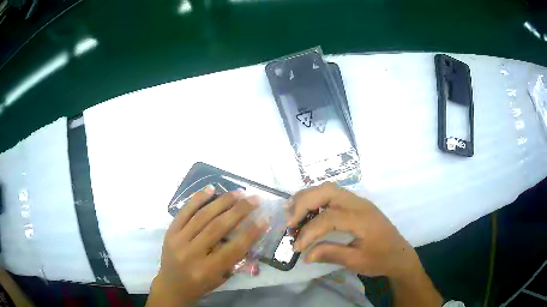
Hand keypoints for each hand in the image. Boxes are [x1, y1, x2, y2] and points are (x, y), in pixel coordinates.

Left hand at [147, 186, 266, 306]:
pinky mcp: (169, 232)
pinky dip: (198, 198)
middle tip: (254, 198)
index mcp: (207, 270)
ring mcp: (178, 240)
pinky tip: (211, 188)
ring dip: (222, 201)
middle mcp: (191, 253)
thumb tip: (249, 233)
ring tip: (239, 192)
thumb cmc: (200, 285)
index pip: (233, 248)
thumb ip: (234, 258)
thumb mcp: (221, 278)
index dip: (251, 232)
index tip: (265, 218)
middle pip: (217, 227)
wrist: (171, 286)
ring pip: (202, 216)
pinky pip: (184, 211)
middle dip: (239, 210)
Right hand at [288, 182, 442, 305]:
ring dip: (309, 198)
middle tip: (289, 221)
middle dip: (304, 203)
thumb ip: (331, 254)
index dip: (308, 232)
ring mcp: (359, 202)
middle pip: (327, 191)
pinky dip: (317, 200)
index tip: (297, 247)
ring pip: (329, 189)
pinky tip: (309, 212)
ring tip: (294, 213)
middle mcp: (360, 204)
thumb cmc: (381, 259)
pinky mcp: (357, 205)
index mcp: (362, 219)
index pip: (328, 218)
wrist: (400, 254)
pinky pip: (334, 195)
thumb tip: (305, 254)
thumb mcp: (357, 261)